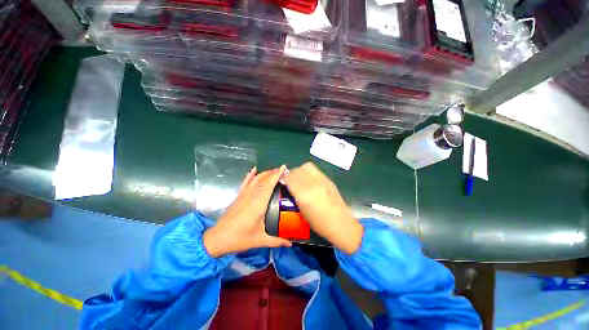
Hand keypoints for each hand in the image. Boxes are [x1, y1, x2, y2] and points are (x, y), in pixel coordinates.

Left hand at [203, 165, 291, 257]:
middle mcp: (251, 196)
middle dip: (273, 172)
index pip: (269, 185)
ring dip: (265, 173)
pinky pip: (245, 182)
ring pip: (255, 179)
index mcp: (258, 204)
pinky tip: (254, 169)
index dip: (277, 175)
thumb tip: (291, 243)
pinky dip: (250, 175)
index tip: (284, 168)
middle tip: (283, 170)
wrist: (217, 239)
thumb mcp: (260, 240)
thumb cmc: (240, 239)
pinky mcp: (238, 196)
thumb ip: (277, 241)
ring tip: (274, 170)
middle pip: (263, 179)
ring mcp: (244, 195)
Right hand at [283, 162, 362, 253]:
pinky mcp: (329, 180)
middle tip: (290, 180)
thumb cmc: (320, 224)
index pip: (290, 178)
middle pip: (297, 170)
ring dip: (300, 170)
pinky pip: (315, 170)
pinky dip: (308, 171)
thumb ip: (295, 196)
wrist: (341, 224)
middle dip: (291, 174)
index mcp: (305, 196)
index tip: (282, 181)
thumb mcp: (303, 212)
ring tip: (299, 178)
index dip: (284, 178)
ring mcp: (323, 181)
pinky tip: (308, 179)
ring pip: (306, 167)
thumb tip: (290, 186)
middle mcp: (313, 185)